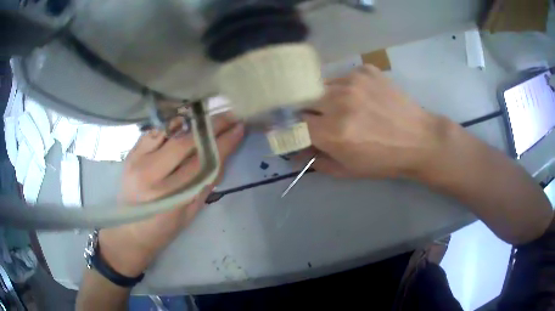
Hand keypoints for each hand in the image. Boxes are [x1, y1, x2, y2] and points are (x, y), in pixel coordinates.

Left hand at [99, 113, 244, 276]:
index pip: (202, 162)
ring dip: (191, 121)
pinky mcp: (130, 154)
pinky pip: (154, 131)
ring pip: (169, 131)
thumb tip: (223, 154)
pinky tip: (183, 121)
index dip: (223, 143)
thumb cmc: (163, 228)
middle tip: (229, 115)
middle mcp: (151, 175)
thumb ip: (206, 183)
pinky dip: (170, 124)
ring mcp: (137, 161)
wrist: (130, 231)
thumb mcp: (191, 212)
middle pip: (186, 142)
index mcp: (170, 196)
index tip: (239, 127)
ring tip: (208, 115)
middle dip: (211, 126)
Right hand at [300, 65, 445, 179]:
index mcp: (333, 132)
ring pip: (321, 86)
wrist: (420, 139)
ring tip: (343, 108)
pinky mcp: (365, 70)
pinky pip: (342, 77)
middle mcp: (339, 101)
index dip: (289, 127)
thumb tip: (294, 152)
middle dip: (305, 111)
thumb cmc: (385, 161)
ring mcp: (353, 81)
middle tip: (317, 120)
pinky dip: (344, 88)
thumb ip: (315, 161)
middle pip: (302, 99)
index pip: (293, 123)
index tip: (290, 128)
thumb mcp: (348, 170)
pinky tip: (361, 98)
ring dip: (324, 98)